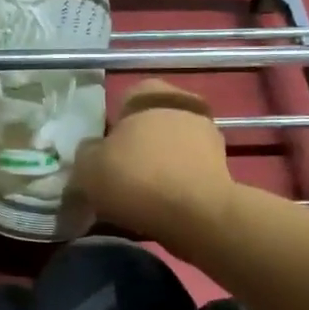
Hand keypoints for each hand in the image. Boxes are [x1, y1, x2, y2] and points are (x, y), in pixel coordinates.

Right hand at [70, 80, 236, 244]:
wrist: (197, 215)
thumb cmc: (137, 177)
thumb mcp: (88, 166)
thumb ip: (86, 152)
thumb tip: (93, 152)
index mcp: (150, 94)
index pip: (125, 99)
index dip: (111, 125)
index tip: (103, 152)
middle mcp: (183, 106)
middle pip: (150, 125)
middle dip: (136, 147)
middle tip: (117, 174)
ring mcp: (208, 137)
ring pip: (170, 149)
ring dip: (156, 167)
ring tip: (136, 197)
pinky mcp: (222, 168)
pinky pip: (186, 173)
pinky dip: (174, 187)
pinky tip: (159, 207)